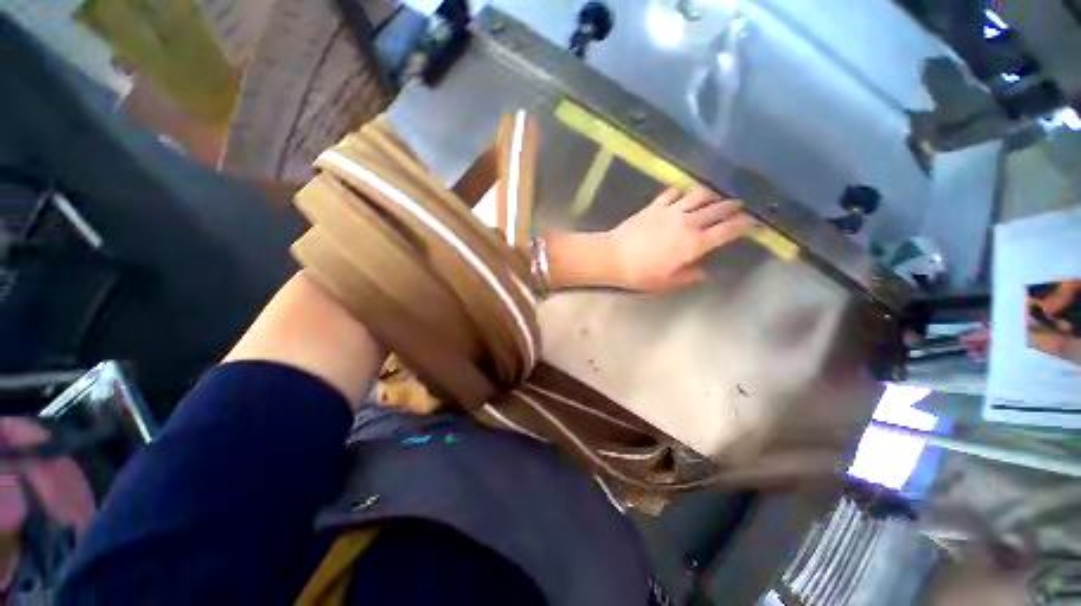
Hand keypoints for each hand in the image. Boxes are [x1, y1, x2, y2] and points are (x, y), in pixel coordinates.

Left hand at [605, 187, 757, 291]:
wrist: (613, 257)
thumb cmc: (640, 274)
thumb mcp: (667, 283)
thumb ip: (689, 276)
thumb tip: (706, 272)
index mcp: (694, 244)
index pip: (728, 230)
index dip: (746, 225)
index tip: (756, 222)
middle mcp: (687, 223)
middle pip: (718, 209)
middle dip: (733, 206)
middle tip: (742, 206)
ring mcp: (670, 211)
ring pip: (698, 195)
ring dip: (711, 194)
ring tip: (716, 197)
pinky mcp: (654, 206)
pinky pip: (672, 192)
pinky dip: (682, 191)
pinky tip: (684, 193)